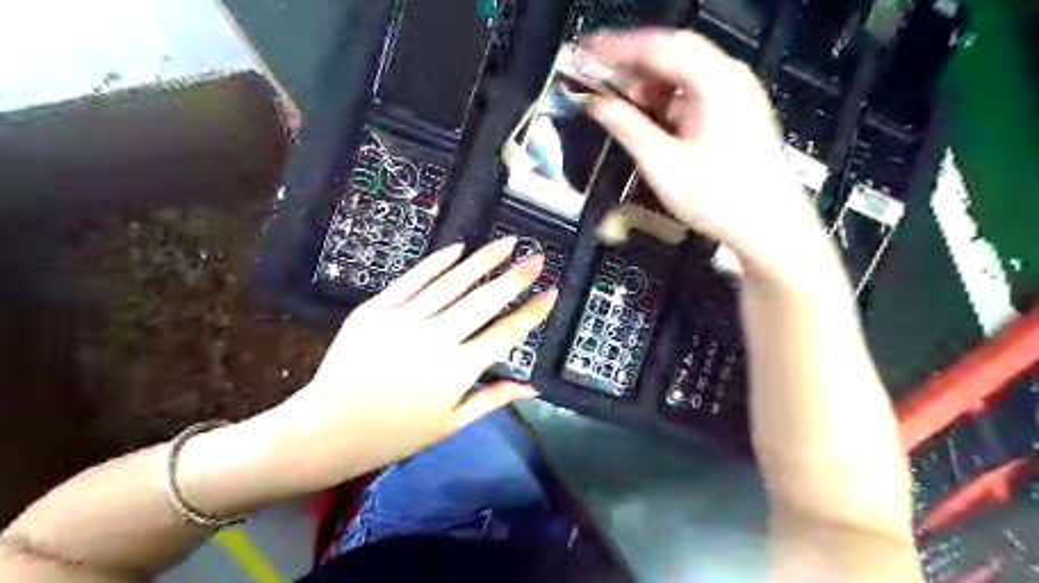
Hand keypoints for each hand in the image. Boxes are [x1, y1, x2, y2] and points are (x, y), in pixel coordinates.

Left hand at [266, 238, 555, 486]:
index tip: (551, 292)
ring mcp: (405, 319)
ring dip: (483, 260)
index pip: (507, 333)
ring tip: (506, 243)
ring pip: (453, 282)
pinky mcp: (377, 308)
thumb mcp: (451, 424)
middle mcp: (437, 339)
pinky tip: (459, 248)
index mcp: (458, 371)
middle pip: (485, 300)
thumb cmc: (396, 433)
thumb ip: (493, 399)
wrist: (328, 429)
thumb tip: (533, 388)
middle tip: (537, 257)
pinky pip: (414, 279)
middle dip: (516, 276)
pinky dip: (438, 261)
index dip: (533, 311)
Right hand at [584, 30, 827, 284]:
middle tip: (600, 77)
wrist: (769, 228)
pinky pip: (693, 95)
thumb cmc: (723, 199)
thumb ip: (628, 128)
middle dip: (633, 65)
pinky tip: (651, 121)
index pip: (659, 47)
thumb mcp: (664, 165)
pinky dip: (666, 102)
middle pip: (673, 54)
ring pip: (683, 75)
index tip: (589, 51)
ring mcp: (736, 97)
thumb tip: (599, 106)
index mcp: (716, 82)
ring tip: (623, 106)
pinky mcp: (735, 117)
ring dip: (649, 86)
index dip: (618, 48)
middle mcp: (730, 80)